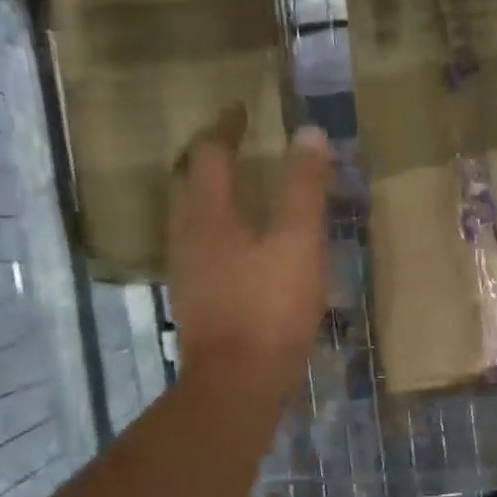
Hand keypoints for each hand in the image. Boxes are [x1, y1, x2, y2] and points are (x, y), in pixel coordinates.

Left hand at [168, 106, 332, 400]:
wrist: (238, 386)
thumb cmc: (268, 309)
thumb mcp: (298, 244)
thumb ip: (304, 189)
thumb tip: (309, 133)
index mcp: (207, 216)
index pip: (209, 154)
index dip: (226, 128)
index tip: (241, 111)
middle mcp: (187, 238)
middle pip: (191, 186)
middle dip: (212, 162)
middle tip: (238, 148)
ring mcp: (188, 274)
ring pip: (196, 222)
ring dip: (215, 200)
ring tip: (245, 194)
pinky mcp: (198, 303)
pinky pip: (206, 253)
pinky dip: (223, 236)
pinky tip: (246, 252)